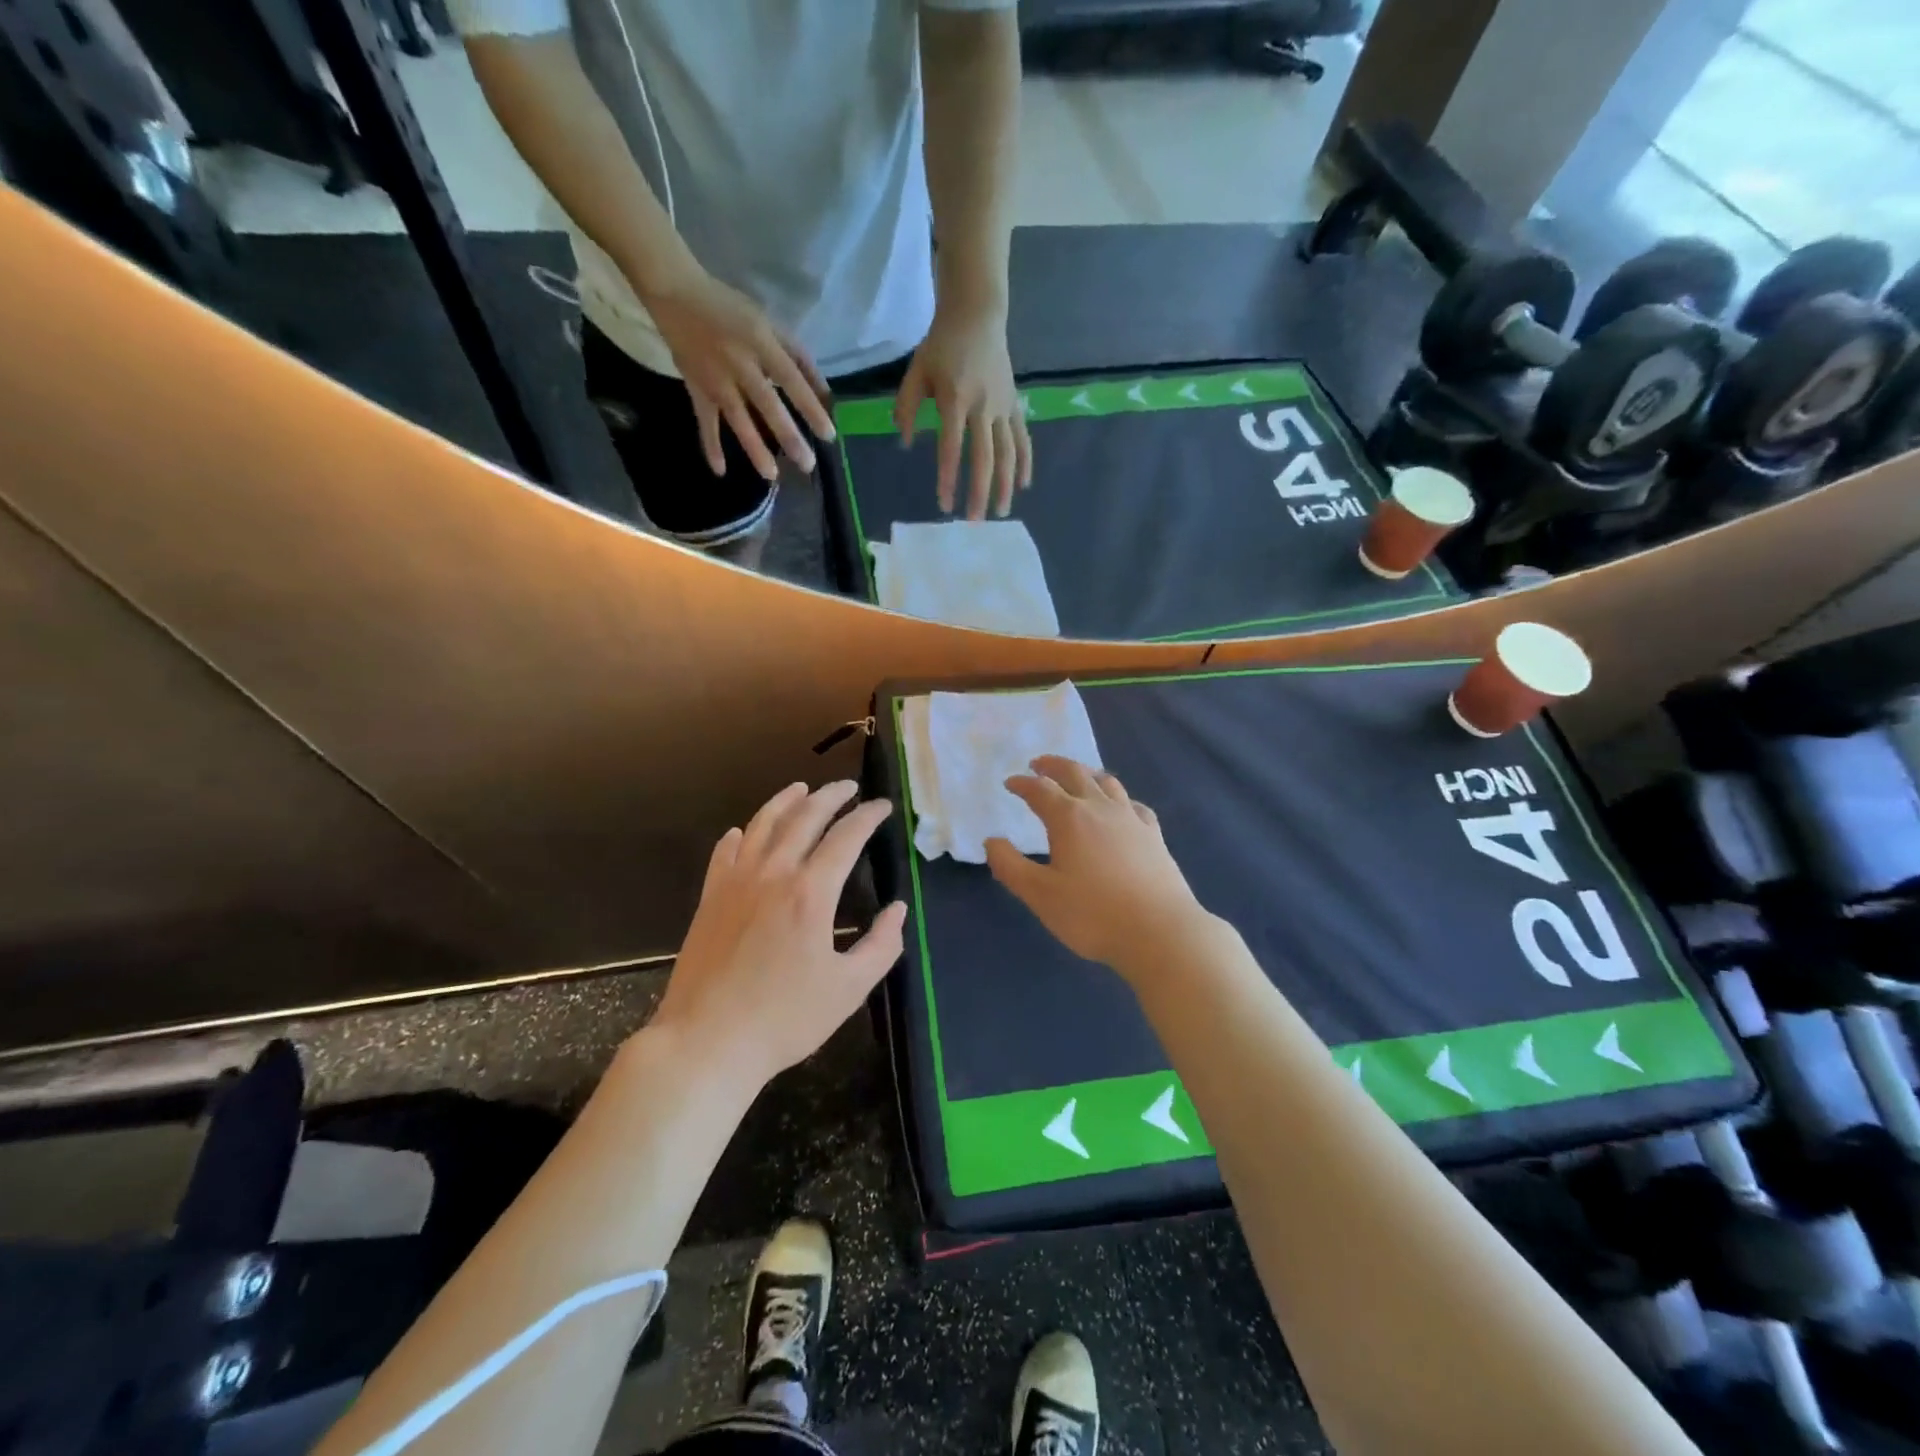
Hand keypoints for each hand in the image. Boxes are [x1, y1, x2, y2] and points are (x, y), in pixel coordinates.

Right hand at [643, 264, 836, 481]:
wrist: (675, 292)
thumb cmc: (730, 308)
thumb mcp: (769, 322)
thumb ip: (797, 356)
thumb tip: (824, 391)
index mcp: (760, 342)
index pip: (791, 380)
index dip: (810, 407)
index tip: (828, 435)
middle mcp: (739, 363)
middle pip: (767, 404)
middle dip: (788, 436)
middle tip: (806, 464)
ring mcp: (715, 379)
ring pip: (738, 418)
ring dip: (754, 448)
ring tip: (771, 476)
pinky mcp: (696, 388)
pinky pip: (705, 421)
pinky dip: (710, 445)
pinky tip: (720, 471)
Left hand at [652, 781, 905, 1084]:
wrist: (706, 1042)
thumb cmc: (784, 1019)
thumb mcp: (849, 989)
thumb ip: (881, 945)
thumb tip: (898, 910)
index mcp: (811, 892)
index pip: (846, 837)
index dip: (868, 817)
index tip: (882, 806)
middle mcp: (773, 874)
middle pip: (805, 817)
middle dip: (831, 796)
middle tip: (849, 788)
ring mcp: (736, 882)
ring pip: (763, 824)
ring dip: (786, 801)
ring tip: (802, 788)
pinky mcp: (710, 898)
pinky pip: (725, 852)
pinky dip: (741, 834)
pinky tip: (745, 831)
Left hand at [895, 304, 1030, 518]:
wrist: (977, 315)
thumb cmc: (940, 345)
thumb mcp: (916, 372)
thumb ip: (906, 407)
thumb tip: (903, 443)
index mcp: (955, 399)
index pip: (951, 447)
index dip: (948, 477)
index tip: (944, 504)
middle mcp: (982, 406)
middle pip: (984, 457)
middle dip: (979, 491)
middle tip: (974, 521)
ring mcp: (1003, 407)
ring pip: (1007, 452)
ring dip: (1005, 485)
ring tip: (1001, 512)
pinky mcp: (1014, 405)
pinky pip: (1022, 438)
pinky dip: (1023, 462)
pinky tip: (1023, 485)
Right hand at [985, 757, 1208, 975]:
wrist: (1160, 931)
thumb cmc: (1092, 914)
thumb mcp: (1040, 895)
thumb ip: (1010, 866)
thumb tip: (991, 841)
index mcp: (1069, 818)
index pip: (1040, 790)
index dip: (1022, 784)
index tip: (1010, 783)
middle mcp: (1100, 808)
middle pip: (1075, 773)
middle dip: (1053, 765)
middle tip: (1038, 764)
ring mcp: (1131, 819)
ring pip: (1107, 782)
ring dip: (1086, 774)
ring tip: (1077, 777)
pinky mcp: (1153, 835)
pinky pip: (1133, 804)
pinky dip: (1119, 798)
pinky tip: (1120, 807)